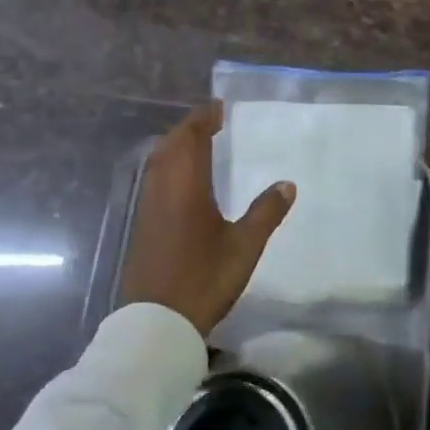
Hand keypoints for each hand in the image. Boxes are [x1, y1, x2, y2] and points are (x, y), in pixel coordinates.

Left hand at [120, 102, 295, 336]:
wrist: (157, 322)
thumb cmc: (204, 278)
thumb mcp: (244, 246)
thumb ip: (266, 212)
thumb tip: (287, 184)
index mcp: (186, 185)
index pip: (191, 137)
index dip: (204, 118)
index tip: (220, 107)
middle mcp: (162, 187)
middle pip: (171, 144)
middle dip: (189, 128)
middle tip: (213, 122)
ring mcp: (148, 206)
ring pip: (158, 161)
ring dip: (177, 146)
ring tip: (200, 144)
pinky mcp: (142, 224)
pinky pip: (155, 179)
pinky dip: (169, 166)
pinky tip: (184, 181)